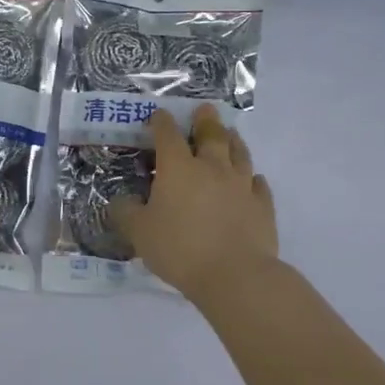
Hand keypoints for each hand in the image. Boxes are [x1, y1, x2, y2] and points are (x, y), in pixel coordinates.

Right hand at [112, 104, 278, 301]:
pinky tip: (253, 179)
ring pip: (239, 154)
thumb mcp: (138, 232)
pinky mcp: (263, 206)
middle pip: (211, 135)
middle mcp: (212, 168)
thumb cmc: (179, 249)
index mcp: (178, 169)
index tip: (158, 116)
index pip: (168, 135)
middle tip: (206, 109)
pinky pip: (259, 185)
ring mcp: (241, 185)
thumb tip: (121, 200)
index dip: (161, 122)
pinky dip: (253, 178)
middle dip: (205, 121)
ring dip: (233, 141)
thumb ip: (126, 213)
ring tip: (230, 134)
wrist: (235, 275)